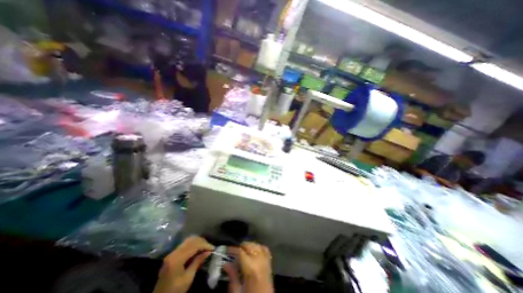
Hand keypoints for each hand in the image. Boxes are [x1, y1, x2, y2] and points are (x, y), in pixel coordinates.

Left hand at [153, 236, 213, 292]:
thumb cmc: (174, 291)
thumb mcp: (188, 278)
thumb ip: (197, 262)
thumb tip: (208, 252)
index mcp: (177, 259)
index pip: (194, 246)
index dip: (205, 245)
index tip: (213, 249)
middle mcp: (174, 252)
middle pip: (191, 240)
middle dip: (202, 242)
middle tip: (210, 247)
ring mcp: (172, 253)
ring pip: (188, 240)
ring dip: (198, 242)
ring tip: (205, 247)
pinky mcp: (172, 254)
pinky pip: (185, 244)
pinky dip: (193, 244)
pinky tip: (198, 249)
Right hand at [225, 242, 273, 292]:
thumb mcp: (237, 291)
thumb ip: (232, 276)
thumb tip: (226, 264)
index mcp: (251, 267)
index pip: (240, 251)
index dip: (232, 249)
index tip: (226, 249)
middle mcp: (259, 260)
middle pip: (249, 245)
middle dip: (240, 247)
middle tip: (233, 253)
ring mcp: (266, 260)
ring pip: (256, 245)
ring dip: (249, 246)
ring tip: (242, 252)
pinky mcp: (270, 263)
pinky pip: (264, 249)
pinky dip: (258, 247)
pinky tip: (253, 251)